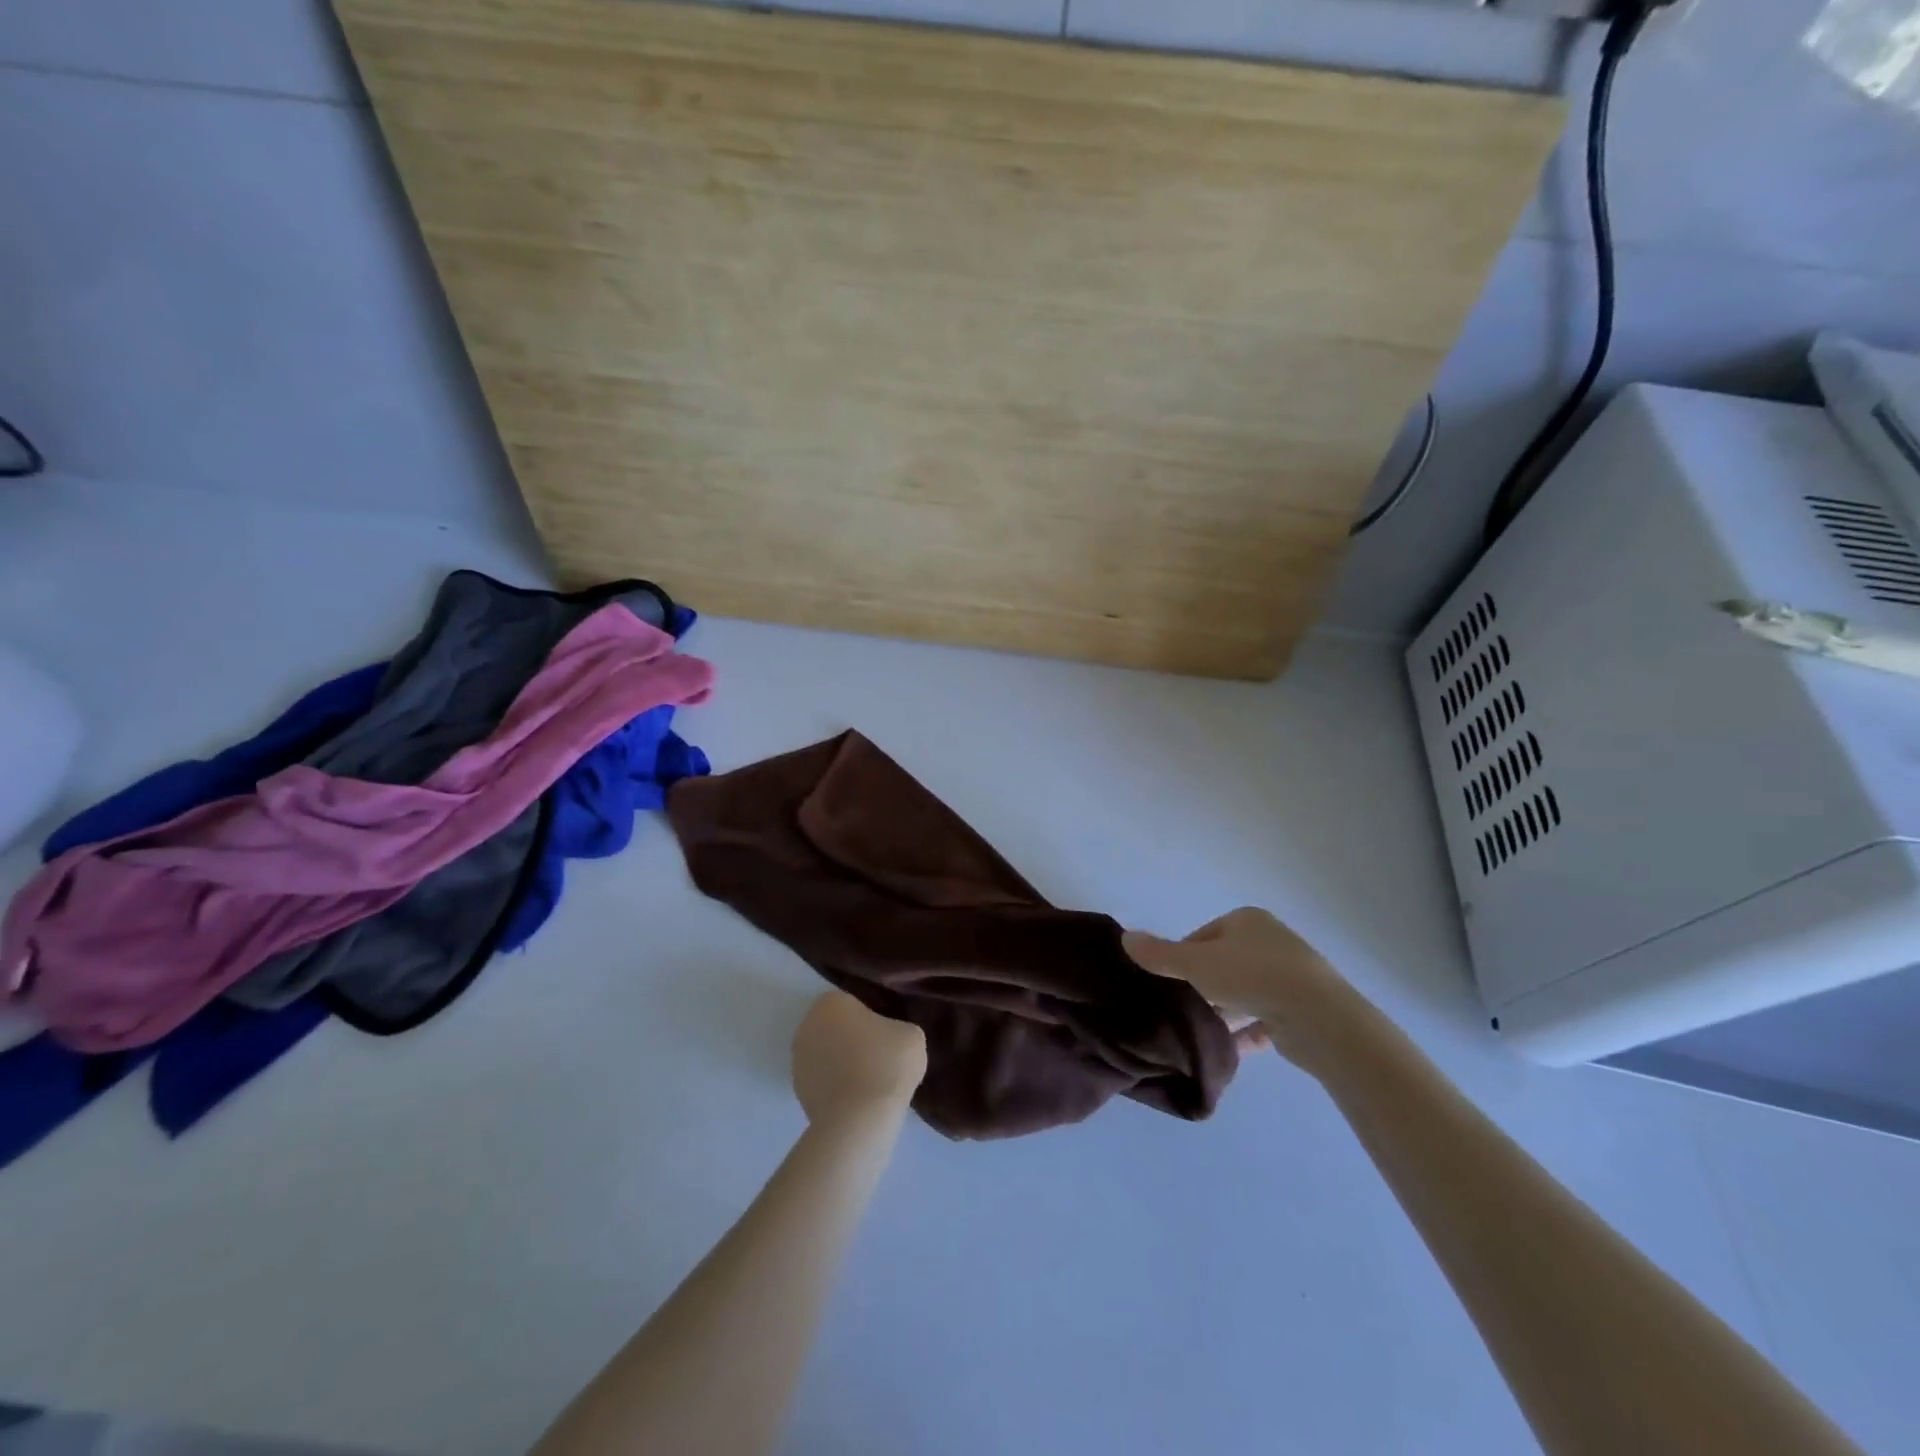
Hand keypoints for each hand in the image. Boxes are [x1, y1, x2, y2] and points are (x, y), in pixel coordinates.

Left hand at [791, 991, 927, 1128]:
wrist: (859, 1119)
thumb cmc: (886, 1064)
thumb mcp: (911, 1034)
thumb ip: (897, 1027)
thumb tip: (890, 1038)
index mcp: (831, 1002)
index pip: (854, 1003)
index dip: (874, 1018)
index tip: (889, 1037)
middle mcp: (807, 1025)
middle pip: (837, 1028)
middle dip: (854, 1039)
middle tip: (881, 1058)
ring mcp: (798, 1061)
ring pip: (828, 1054)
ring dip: (843, 1063)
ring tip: (870, 1083)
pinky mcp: (797, 1092)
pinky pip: (824, 1081)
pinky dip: (836, 1086)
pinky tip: (857, 1100)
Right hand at [1123, 908, 1372, 1076]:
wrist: (1318, 1017)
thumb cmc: (1251, 976)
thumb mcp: (1196, 963)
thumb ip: (1160, 954)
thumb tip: (1125, 938)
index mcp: (1247, 921)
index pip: (1202, 936)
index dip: (1182, 959)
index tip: (1170, 983)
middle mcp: (1270, 942)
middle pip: (1223, 964)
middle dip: (1204, 987)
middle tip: (1184, 1009)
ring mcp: (1290, 976)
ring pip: (1245, 993)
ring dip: (1225, 1011)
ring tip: (1202, 1032)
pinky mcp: (1302, 1010)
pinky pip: (1265, 1020)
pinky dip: (1247, 1033)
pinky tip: (1228, 1050)